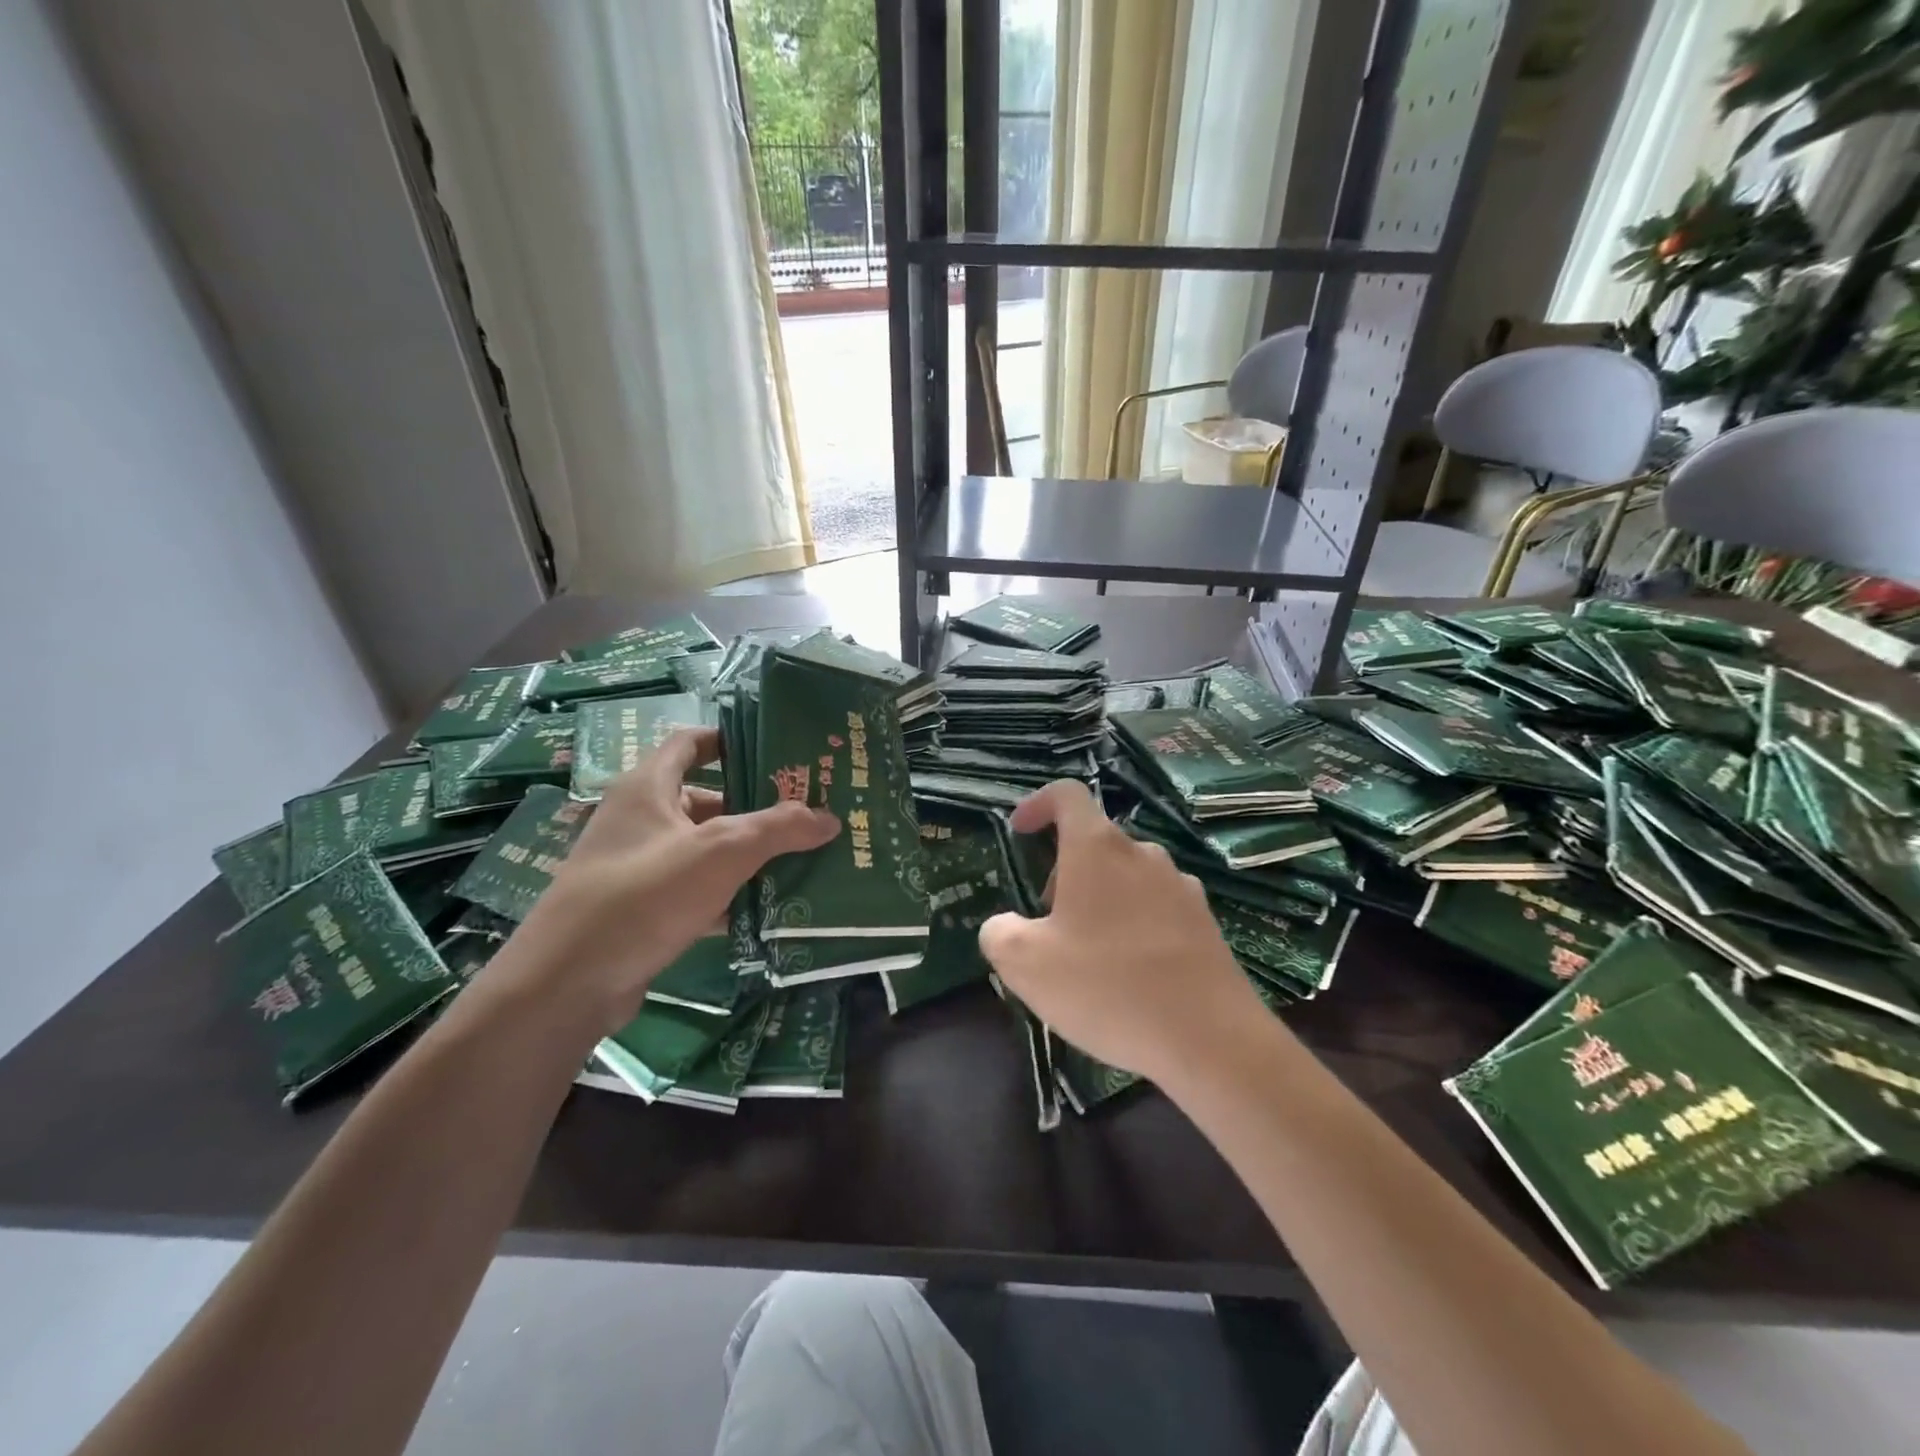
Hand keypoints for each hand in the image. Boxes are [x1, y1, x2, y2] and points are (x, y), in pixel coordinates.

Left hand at [500, 729, 837, 1030]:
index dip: (731, 738)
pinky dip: (729, 893)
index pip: (691, 742)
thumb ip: (778, 829)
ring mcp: (639, 866)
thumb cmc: (644, 895)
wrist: (568, 985)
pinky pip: (697, 889)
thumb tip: (830, 817)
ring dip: (748, 853)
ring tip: (803, 856)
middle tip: (807, 810)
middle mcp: (640, 819)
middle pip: (706, 798)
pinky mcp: (643, 909)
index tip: (778, 749)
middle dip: (756, 805)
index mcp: (648, 787)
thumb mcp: (720, 853)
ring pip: (704, 848)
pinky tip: (771, 906)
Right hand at [978, 780, 1265, 1082]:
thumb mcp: (1025, 964)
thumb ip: (999, 932)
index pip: (1066, 795)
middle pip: (1095, 841)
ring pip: (1126, 875)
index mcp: (1097, 848)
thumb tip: (1003, 924)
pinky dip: (1132, 923)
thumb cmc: (1107, 987)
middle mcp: (1142, 854)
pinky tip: (1130, 974)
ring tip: (1088, 954)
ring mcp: (1180, 886)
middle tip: (1047, 922)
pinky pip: (1156, 906)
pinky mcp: (1204, 921)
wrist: (1210, 1039)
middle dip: (1063, 871)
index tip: (1020, 831)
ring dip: (1099, 898)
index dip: (1038, 804)